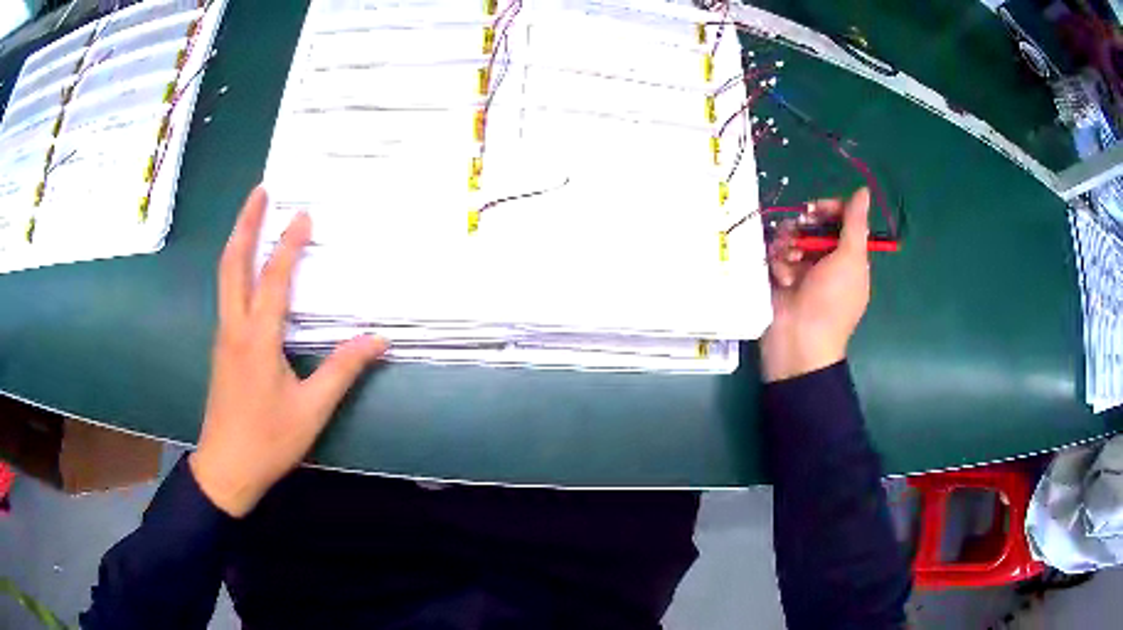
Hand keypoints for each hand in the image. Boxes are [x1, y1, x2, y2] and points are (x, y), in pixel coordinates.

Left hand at [189, 187, 387, 517]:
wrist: (226, 467)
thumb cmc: (268, 440)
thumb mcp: (311, 410)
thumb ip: (342, 370)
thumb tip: (376, 339)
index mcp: (257, 339)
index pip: (274, 280)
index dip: (288, 245)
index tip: (303, 215)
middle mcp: (235, 328)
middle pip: (233, 263)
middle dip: (245, 223)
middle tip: (260, 191)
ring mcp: (224, 336)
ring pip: (226, 276)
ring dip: (238, 240)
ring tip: (252, 216)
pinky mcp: (222, 347)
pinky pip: (227, 294)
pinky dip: (236, 267)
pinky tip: (248, 267)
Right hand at [760, 188, 870, 381]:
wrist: (797, 342)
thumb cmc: (831, 301)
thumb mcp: (850, 260)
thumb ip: (854, 223)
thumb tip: (863, 190)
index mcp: (849, 257)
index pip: (840, 219)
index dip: (828, 209)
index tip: (814, 209)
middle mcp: (826, 260)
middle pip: (812, 225)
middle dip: (802, 227)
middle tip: (797, 233)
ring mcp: (802, 269)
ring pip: (790, 237)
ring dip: (787, 245)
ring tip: (787, 261)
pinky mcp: (779, 277)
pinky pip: (776, 255)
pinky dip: (777, 263)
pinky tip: (781, 277)